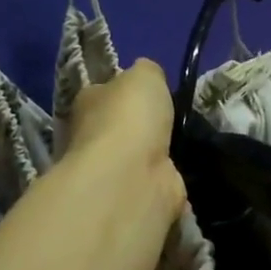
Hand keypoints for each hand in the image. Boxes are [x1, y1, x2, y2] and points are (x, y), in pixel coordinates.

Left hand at [64, 59, 185, 218]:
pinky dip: (163, 183)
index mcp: (87, 103)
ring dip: (151, 157)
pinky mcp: (131, 198)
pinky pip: (151, 185)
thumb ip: (147, 71)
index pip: (102, 92)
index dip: (122, 91)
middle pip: (116, 127)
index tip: (147, 93)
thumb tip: (147, 77)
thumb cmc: (130, 117)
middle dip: (138, 127)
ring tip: (182, 147)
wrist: (130, 176)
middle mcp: (90, 137)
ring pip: (134, 158)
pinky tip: (181, 176)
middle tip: (170, 121)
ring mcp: (110, 172)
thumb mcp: (145, 75)